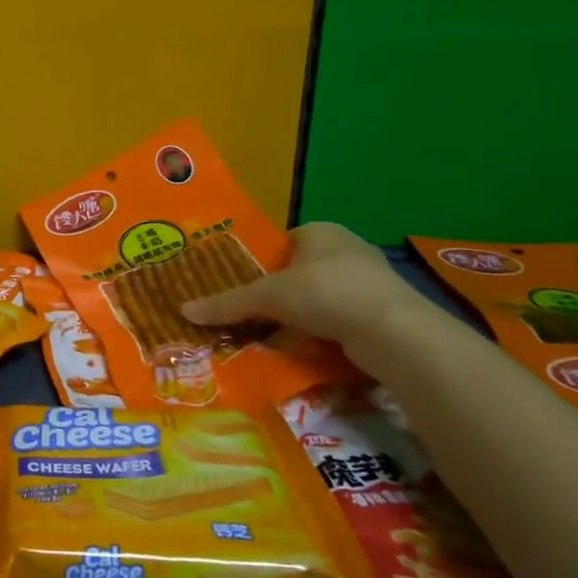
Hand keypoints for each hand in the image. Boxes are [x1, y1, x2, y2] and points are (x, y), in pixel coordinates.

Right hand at [180, 222, 421, 346]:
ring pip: (322, 296)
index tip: (245, 288)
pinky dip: (325, 330)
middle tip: (256, 315)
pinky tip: (310, 347)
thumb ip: (227, 303)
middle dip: (281, 293)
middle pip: (300, 271)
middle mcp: (347, 248)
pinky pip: (342, 317)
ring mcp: (370, 280)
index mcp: (320, 231)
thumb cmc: (326, 294)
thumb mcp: (267, 297)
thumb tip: (183, 310)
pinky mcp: (384, 310)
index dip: (261, 264)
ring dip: (303, 315)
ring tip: (278, 334)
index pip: (281, 243)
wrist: (394, 332)